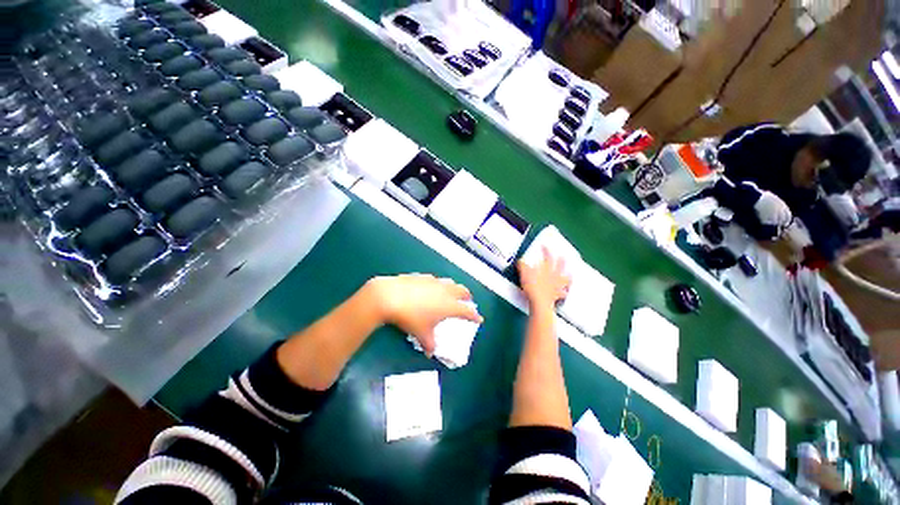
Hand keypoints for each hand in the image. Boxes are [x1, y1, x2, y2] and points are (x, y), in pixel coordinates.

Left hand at [368, 274, 481, 355]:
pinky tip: (432, 287)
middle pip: (462, 291)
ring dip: (454, 288)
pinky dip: (438, 284)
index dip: (474, 316)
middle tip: (468, 300)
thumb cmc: (411, 317)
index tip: (479, 319)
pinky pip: (435, 280)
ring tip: (453, 292)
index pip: (467, 311)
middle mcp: (445, 291)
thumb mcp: (421, 333)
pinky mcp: (423, 277)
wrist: (391, 296)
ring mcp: (434, 282)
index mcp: (449, 305)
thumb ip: (429, 343)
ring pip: (450, 283)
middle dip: (467, 296)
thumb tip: (430, 353)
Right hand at [517, 247, 570, 310]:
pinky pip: (563, 293)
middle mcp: (553, 276)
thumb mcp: (523, 273)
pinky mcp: (556, 295)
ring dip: (568, 276)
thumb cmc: (532, 286)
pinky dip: (564, 292)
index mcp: (546, 269)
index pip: (547, 257)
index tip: (544, 246)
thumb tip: (520, 260)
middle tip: (563, 256)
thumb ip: (522, 265)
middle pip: (560, 266)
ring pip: (565, 279)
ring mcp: (556, 285)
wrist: (539, 301)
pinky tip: (565, 292)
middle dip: (561, 261)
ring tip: (570, 275)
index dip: (546, 250)